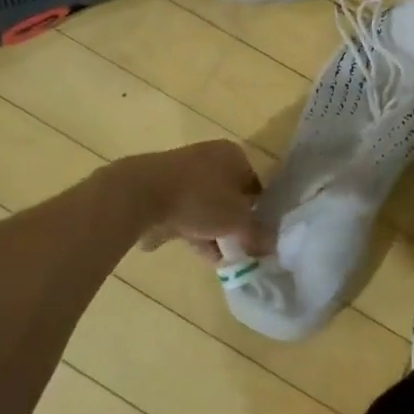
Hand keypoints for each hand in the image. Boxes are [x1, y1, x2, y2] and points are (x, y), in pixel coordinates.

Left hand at [126, 141, 273, 261]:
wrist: (141, 194)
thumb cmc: (200, 199)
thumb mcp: (237, 221)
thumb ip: (257, 233)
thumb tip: (272, 245)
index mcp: (233, 154)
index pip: (255, 186)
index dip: (259, 213)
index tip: (257, 238)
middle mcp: (210, 157)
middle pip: (229, 196)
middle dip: (233, 225)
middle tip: (237, 250)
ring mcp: (182, 171)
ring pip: (205, 205)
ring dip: (212, 231)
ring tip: (217, 259)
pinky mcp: (160, 187)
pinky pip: (183, 211)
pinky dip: (189, 229)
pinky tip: (192, 251)